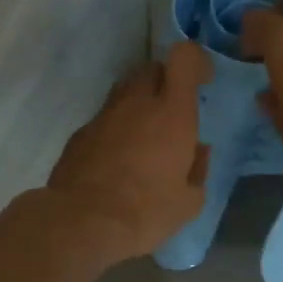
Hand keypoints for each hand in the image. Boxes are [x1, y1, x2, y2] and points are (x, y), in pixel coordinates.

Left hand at [45, 42, 213, 262]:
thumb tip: (199, 150)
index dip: (196, 61)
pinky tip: (118, 159)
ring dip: (139, 103)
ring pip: (125, 91)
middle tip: (173, 111)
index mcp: (172, 113)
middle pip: (152, 69)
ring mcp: (104, 116)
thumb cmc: (146, 211)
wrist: (82, 223)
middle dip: (165, 81)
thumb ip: (198, 169)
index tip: (203, 81)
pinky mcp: (80, 133)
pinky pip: (105, 118)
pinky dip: (116, 128)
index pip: (184, 58)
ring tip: (145, 136)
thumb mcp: (189, 202)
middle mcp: (137, 103)